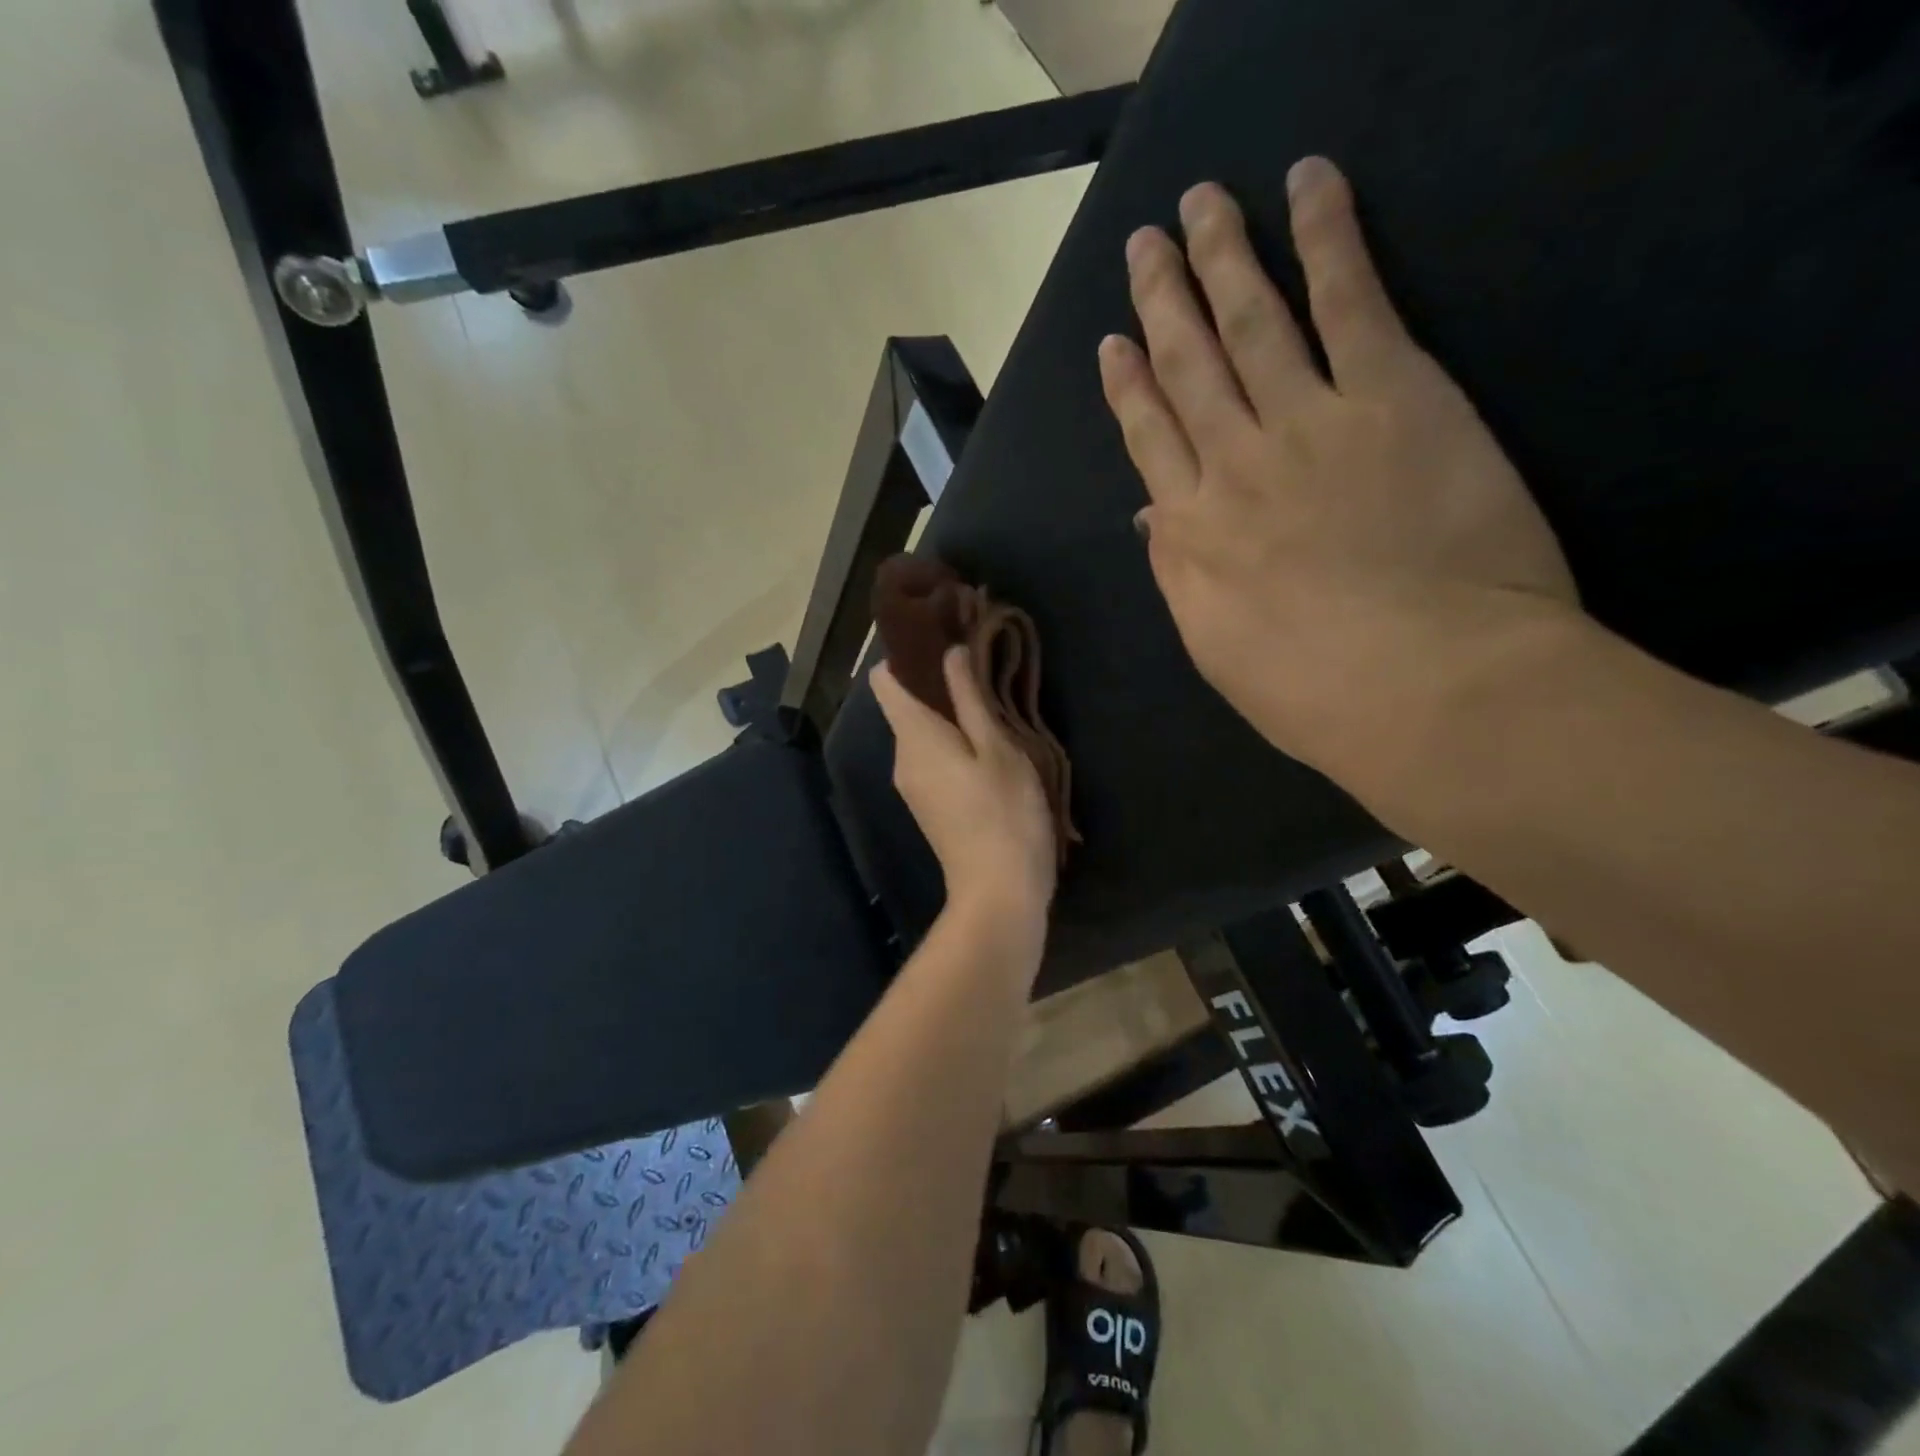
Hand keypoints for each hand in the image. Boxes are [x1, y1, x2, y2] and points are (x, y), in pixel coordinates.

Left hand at [872, 647, 1056, 923]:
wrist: (998, 894)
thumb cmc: (1004, 814)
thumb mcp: (997, 748)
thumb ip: (970, 698)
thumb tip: (950, 652)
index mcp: (914, 736)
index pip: (885, 681)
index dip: (906, 654)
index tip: (941, 637)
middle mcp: (903, 757)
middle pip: (905, 704)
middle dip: (936, 682)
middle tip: (981, 666)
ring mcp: (912, 785)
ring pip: (921, 732)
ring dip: (949, 714)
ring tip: (992, 703)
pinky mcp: (928, 804)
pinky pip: (931, 757)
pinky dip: (951, 742)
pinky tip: (987, 745)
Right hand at [1098, 158, 1578, 797]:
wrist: (1427, 686)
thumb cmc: (1314, 692)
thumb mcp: (1216, 649)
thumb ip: (1179, 573)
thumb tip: (1151, 515)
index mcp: (1193, 530)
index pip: (1150, 439)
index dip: (1128, 387)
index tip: (1113, 344)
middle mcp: (1234, 463)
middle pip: (1188, 368)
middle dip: (1163, 302)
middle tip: (1144, 246)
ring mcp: (1309, 421)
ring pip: (1251, 321)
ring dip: (1222, 256)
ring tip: (1200, 206)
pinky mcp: (1394, 394)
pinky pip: (1351, 300)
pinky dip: (1328, 237)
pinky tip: (1307, 187)